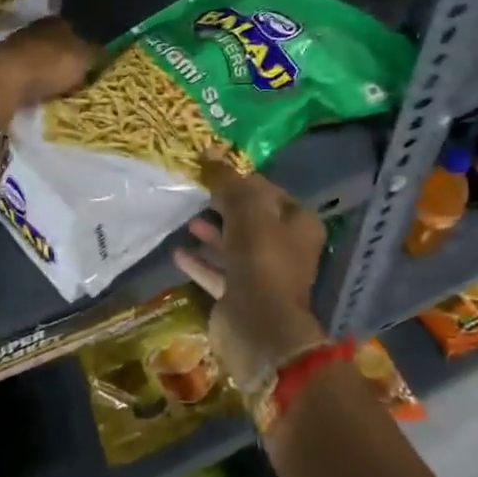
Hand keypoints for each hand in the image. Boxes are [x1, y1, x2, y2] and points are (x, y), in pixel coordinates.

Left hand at [0, 18, 98, 129]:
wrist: (2, 82)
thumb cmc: (48, 66)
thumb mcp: (83, 59)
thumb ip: (97, 53)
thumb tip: (108, 48)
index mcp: (56, 22)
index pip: (74, 26)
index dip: (84, 40)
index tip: (93, 55)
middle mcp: (34, 29)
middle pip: (54, 41)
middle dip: (64, 54)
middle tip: (77, 72)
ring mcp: (13, 46)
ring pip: (37, 55)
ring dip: (45, 67)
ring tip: (58, 85)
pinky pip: (23, 71)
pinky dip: (31, 79)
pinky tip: (37, 90)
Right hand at [175, 154, 328, 393]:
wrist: (258, 325)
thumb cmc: (261, 258)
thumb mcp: (245, 209)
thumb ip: (227, 181)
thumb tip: (209, 151)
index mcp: (299, 224)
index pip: (269, 191)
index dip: (242, 180)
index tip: (213, 171)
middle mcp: (286, 248)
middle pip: (252, 219)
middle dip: (224, 206)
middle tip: (196, 191)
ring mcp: (264, 275)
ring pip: (234, 246)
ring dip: (212, 233)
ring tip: (186, 219)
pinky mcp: (241, 296)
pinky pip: (218, 273)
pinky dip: (201, 262)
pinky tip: (178, 252)